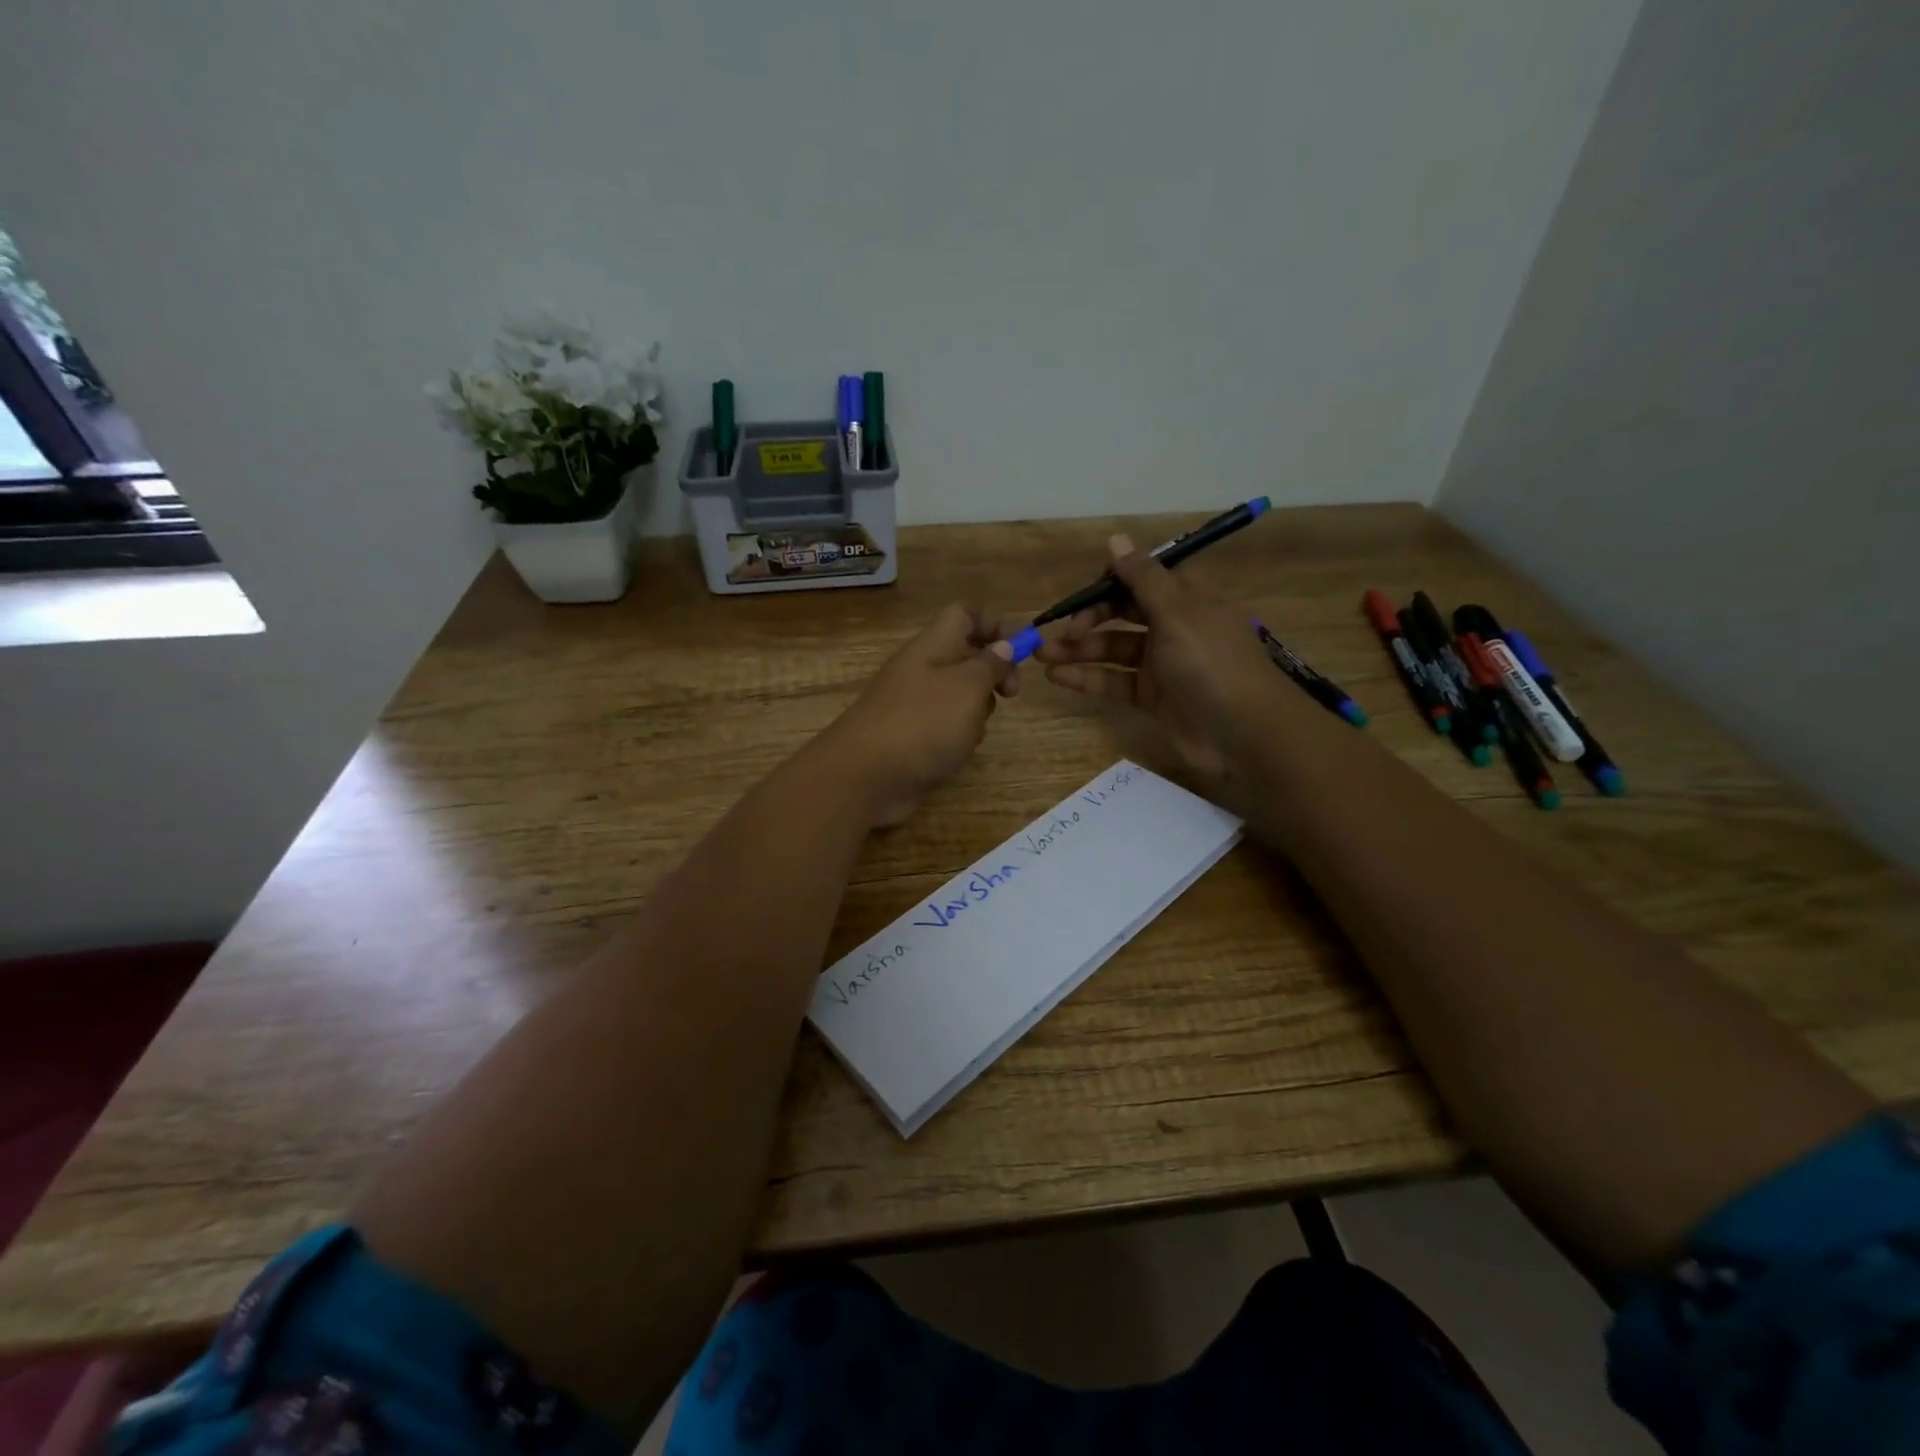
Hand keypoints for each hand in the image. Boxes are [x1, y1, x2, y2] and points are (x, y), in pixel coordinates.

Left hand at [817, 603, 1016, 827]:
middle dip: (994, 672)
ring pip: (959, 694)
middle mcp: (922, 669)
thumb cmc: (923, 723)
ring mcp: (914, 705)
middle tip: (1011, 694)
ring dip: (978, 709)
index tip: (1023, 649)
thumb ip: (990, 665)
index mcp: (932, 646)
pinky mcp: (912, 737)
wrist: (865, 776)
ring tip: (976, 728)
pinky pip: (946, 726)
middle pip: (966, 655)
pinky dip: (959, 736)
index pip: (965, 614)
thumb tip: (1004, 646)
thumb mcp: (968, 687)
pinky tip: (958, 752)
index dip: (996, 624)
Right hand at [1033, 534, 1285, 786]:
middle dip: (1089, 618)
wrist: (1243, 735)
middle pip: (1122, 613)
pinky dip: (1085, 678)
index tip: (1085, 591)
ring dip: (1079, 649)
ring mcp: (1161, 664)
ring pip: (1112, 649)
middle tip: (1061, 630)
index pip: (1143, 578)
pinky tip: (1056, 676)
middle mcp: (1173, 627)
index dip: (1111, 580)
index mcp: (1187, 599)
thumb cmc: (1211, 664)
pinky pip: (1112, 681)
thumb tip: (1115, 539)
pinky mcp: (1151, 697)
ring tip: (1041, 654)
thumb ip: (1142, 578)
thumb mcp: (1177, 613)